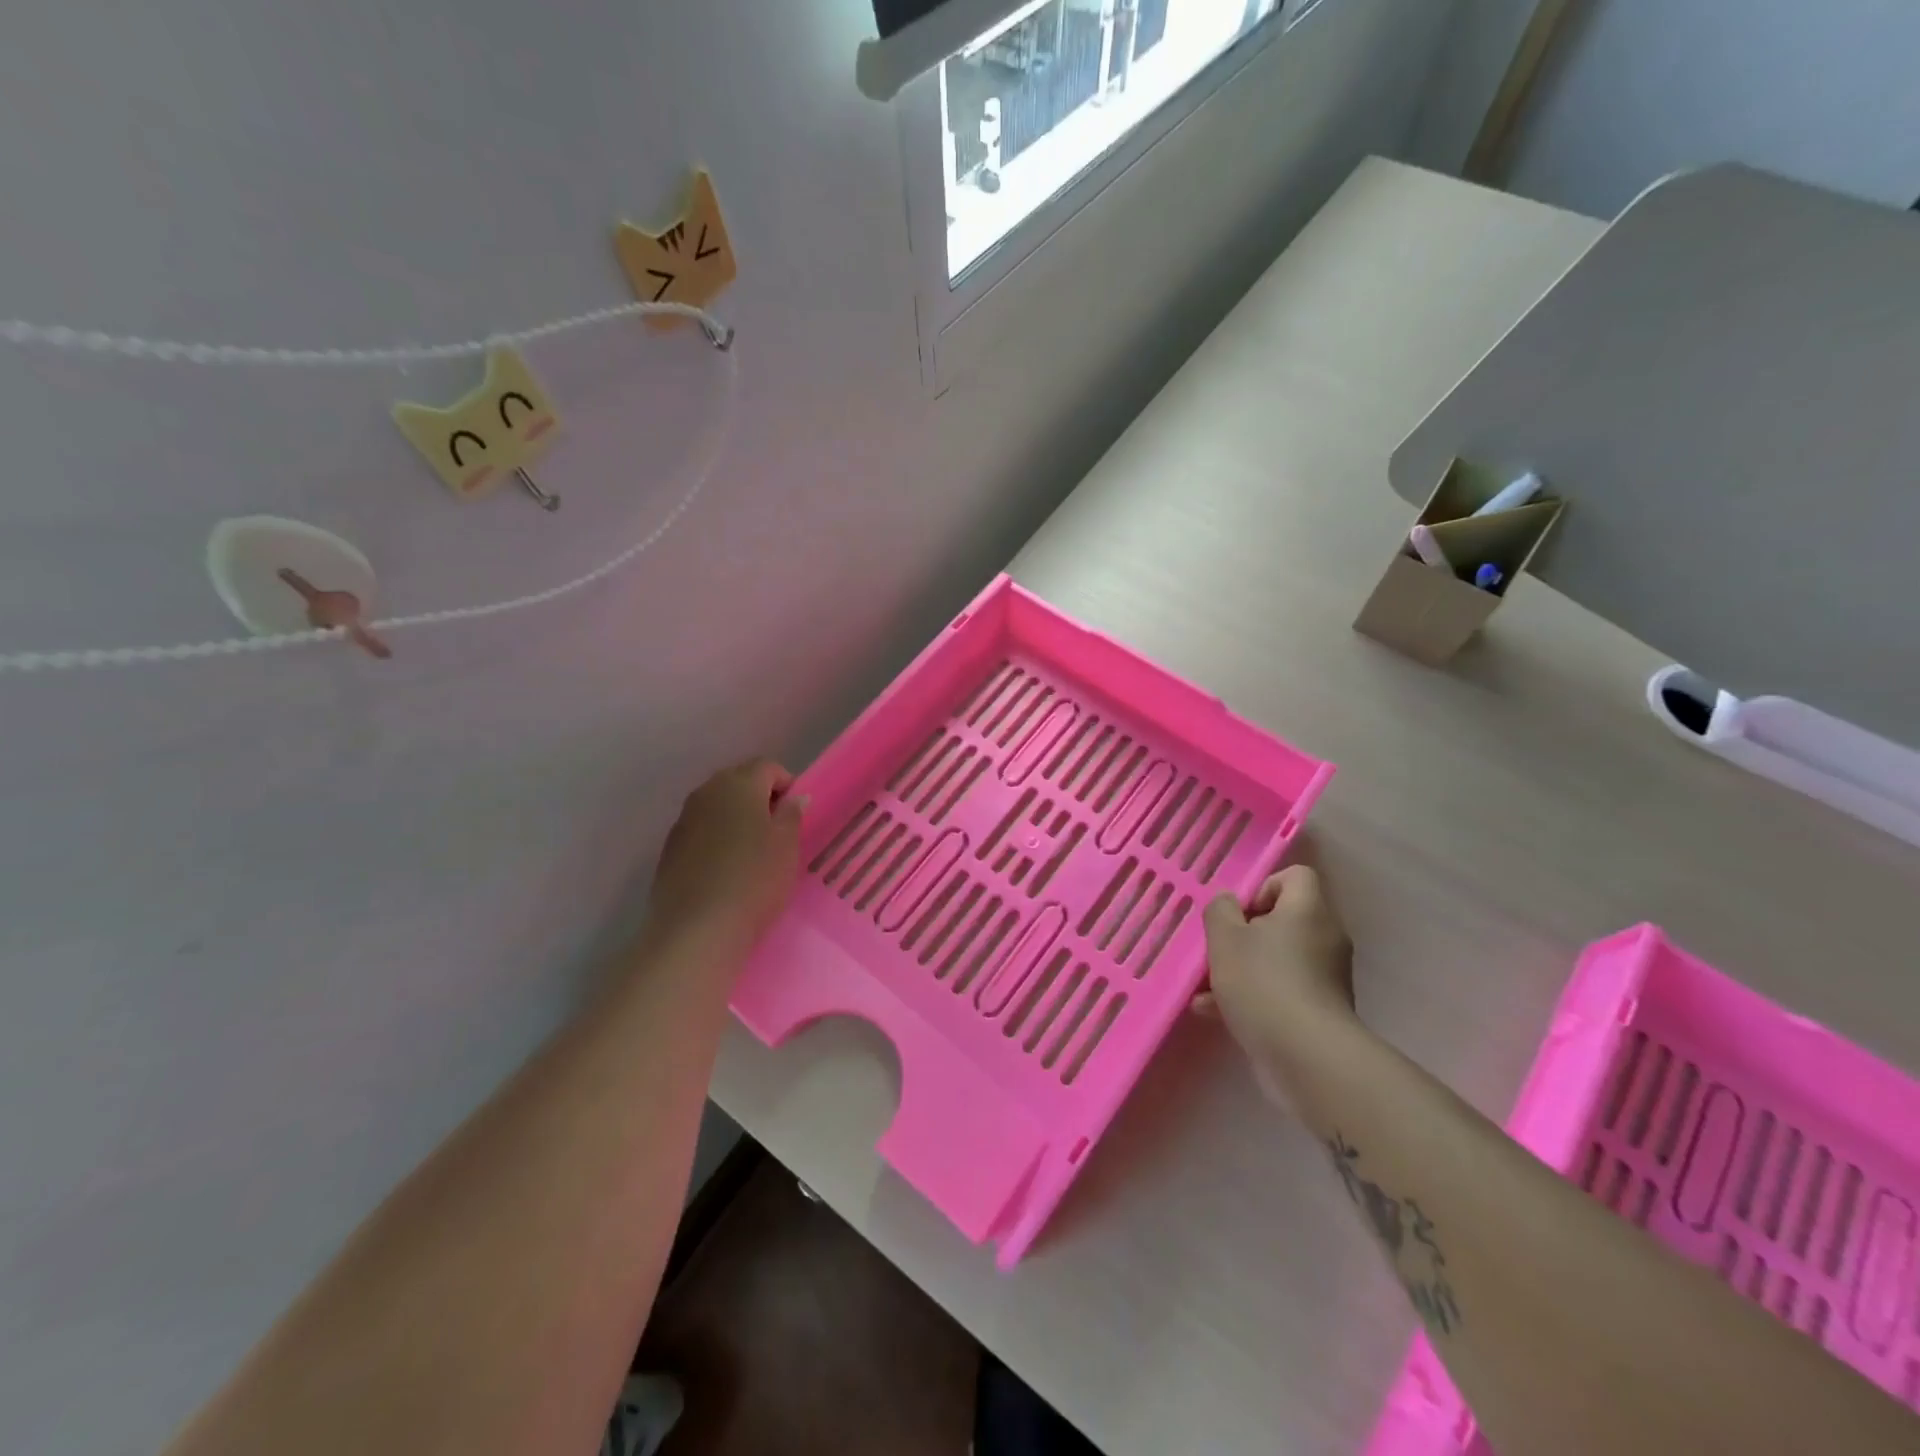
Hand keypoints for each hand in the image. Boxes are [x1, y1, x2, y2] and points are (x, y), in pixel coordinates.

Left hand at [644, 759, 806, 966]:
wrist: (697, 928)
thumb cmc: (754, 879)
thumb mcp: (787, 846)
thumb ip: (791, 815)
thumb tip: (793, 798)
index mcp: (739, 784)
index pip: (767, 767)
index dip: (786, 784)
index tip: (796, 813)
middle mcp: (706, 792)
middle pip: (738, 782)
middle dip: (759, 798)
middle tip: (777, 831)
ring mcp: (683, 820)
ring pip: (717, 807)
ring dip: (735, 819)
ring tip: (753, 852)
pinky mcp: (669, 849)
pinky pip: (700, 832)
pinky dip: (716, 840)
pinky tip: (726, 870)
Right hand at [1198, 865, 1355, 1096]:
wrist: (1307, 1057)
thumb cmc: (1263, 983)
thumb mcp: (1225, 938)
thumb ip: (1220, 910)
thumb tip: (1229, 903)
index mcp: (1309, 910)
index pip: (1294, 876)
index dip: (1262, 887)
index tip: (1237, 913)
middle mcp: (1324, 938)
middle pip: (1282, 920)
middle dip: (1243, 934)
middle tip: (1219, 949)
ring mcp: (1325, 978)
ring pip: (1277, 958)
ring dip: (1240, 968)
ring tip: (1205, 986)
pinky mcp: (1319, 1012)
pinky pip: (1280, 990)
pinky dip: (1251, 996)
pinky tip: (1213, 1012)